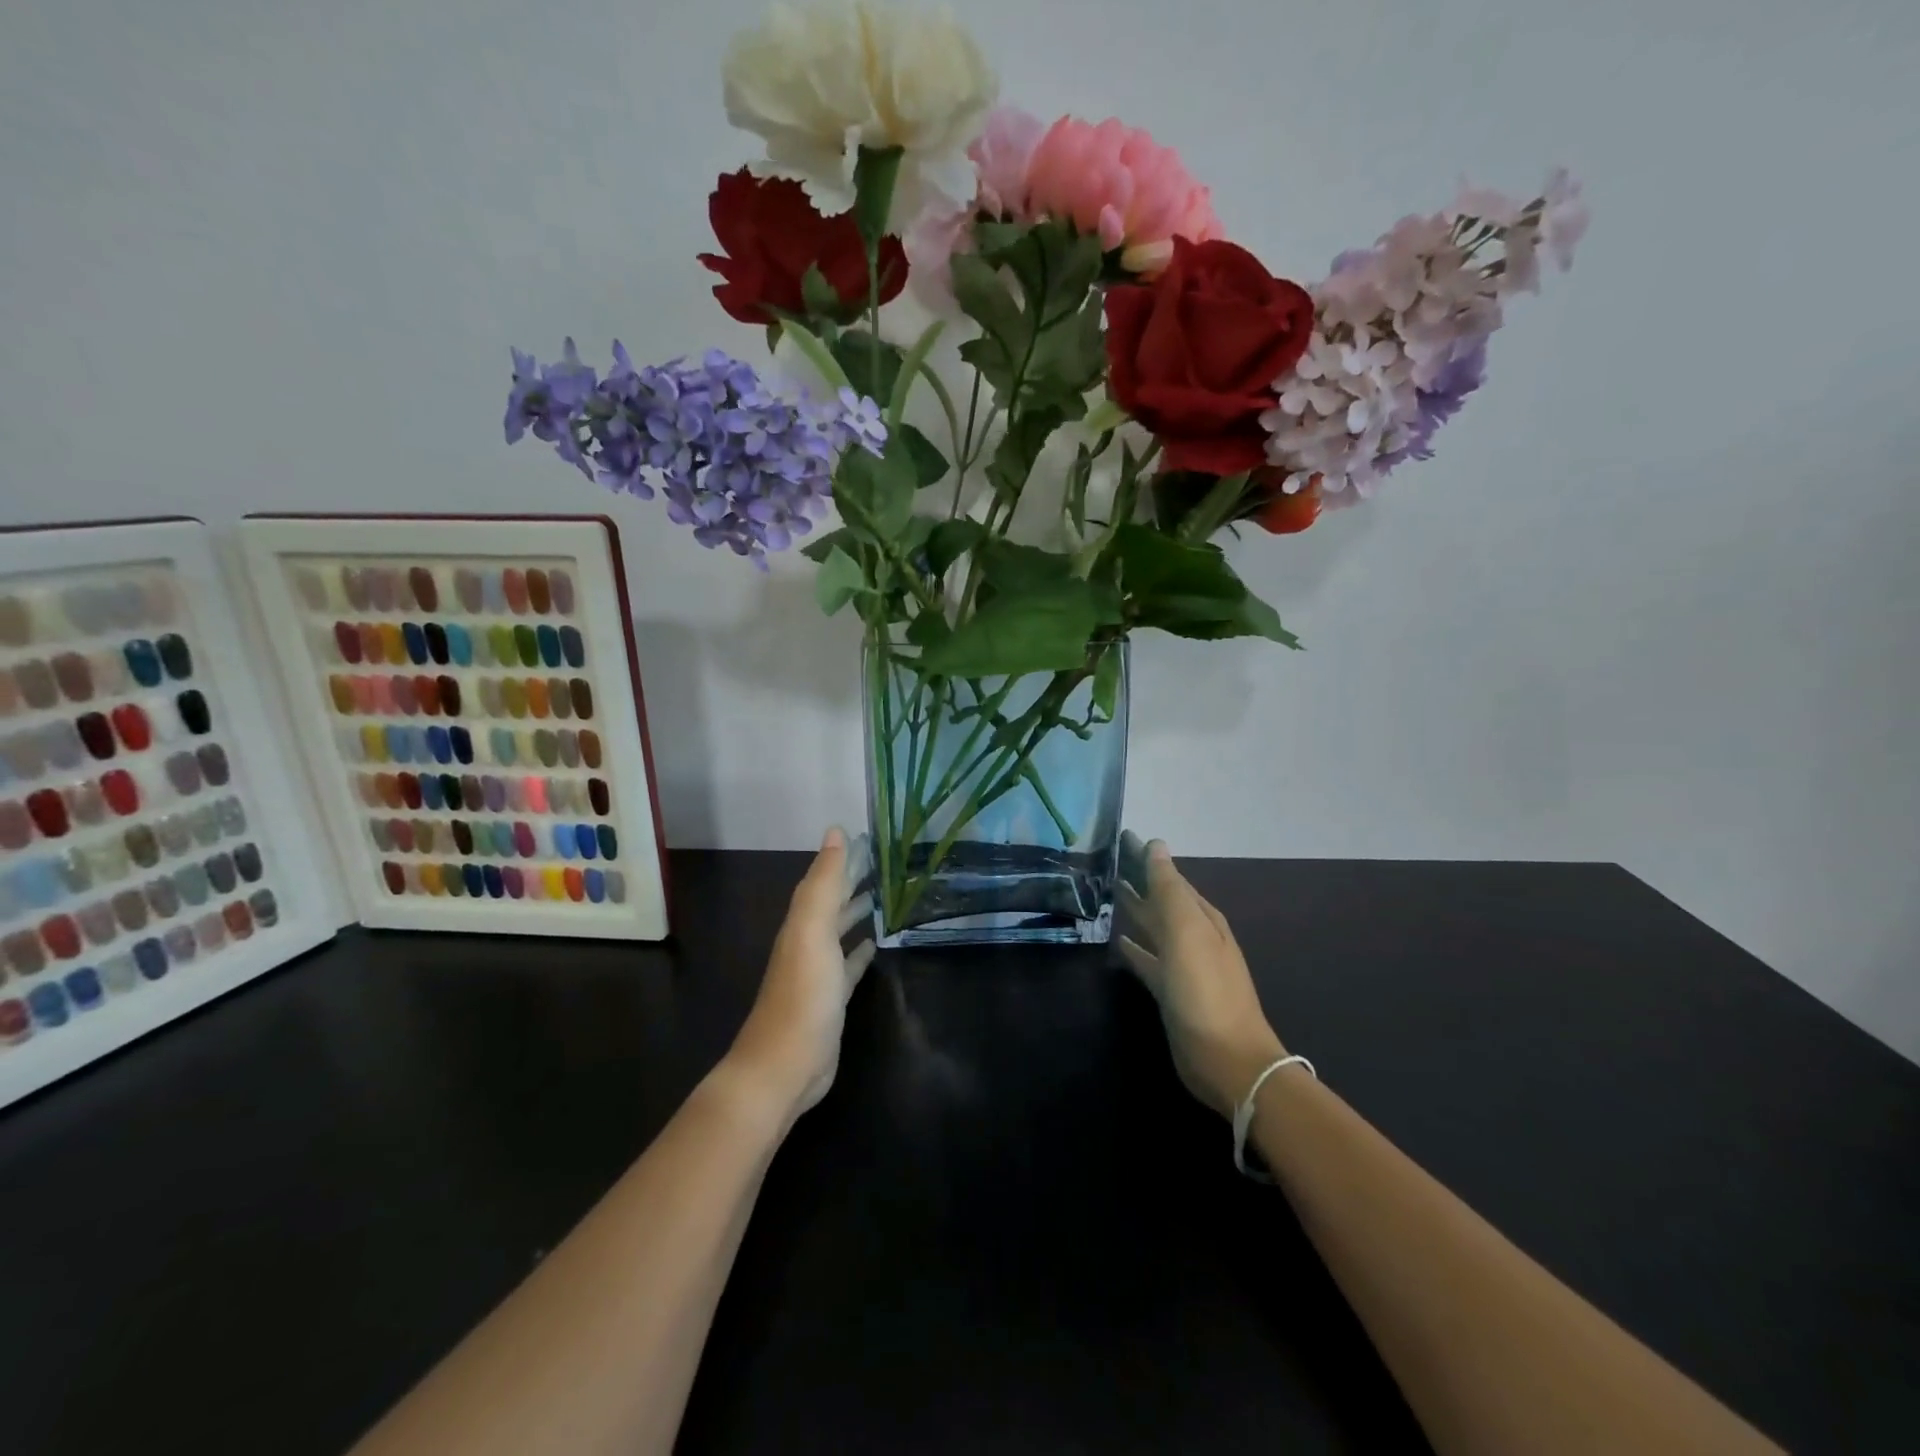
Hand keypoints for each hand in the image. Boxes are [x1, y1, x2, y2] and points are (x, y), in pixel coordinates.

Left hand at [727, 827, 875, 1119]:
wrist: (783, 1067)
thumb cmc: (802, 995)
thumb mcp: (812, 931)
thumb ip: (824, 883)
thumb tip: (835, 831)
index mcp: (802, 923)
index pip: (824, 880)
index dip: (843, 858)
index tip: (869, 838)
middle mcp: (807, 942)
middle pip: (832, 903)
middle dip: (853, 881)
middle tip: (885, 862)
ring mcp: (818, 973)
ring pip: (840, 931)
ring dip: (857, 912)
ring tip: (884, 896)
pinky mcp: (830, 1000)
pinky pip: (848, 965)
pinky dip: (860, 952)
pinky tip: (874, 946)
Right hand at [1115, 831, 1284, 1117]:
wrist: (1228, 1061)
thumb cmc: (1205, 991)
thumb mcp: (1187, 933)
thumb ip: (1169, 889)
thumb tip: (1155, 845)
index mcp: (1201, 918)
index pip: (1170, 877)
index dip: (1146, 858)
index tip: (1119, 838)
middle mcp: (1194, 937)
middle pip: (1162, 901)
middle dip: (1138, 880)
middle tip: (1105, 861)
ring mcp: (1183, 966)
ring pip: (1154, 928)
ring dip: (1135, 911)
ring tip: (1107, 893)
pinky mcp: (1170, 993)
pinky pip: (1148, 960)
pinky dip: (1134, 948)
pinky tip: (1118, 941)